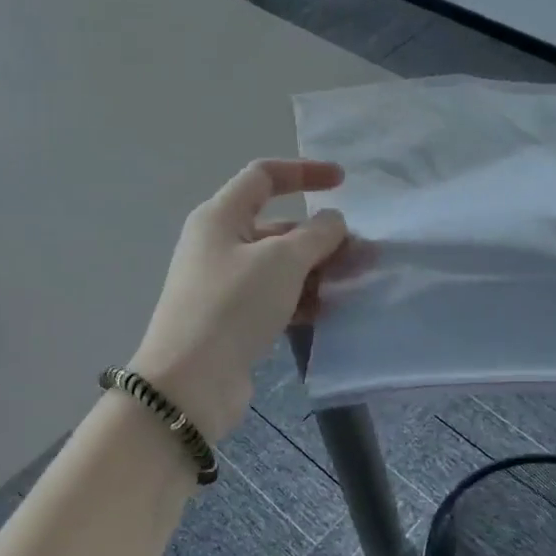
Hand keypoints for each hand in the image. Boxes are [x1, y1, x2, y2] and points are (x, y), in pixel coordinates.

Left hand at [131, 160, 347, 438]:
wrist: (191, 383)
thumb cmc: (233, 305)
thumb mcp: (281, 261)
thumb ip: (316, 234)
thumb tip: (332, 221)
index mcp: (220, 217)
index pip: (263, 176)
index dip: (304, 172)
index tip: (344, 183)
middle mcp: (219, 244)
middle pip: (278, 227)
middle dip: (321, 237)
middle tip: (363, 256)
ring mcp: (225, 284)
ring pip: (280, 266)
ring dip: (317, 271)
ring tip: (355, 285)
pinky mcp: (233, 319)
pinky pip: (274, 297)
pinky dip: (302, 299)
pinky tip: (330, 311)